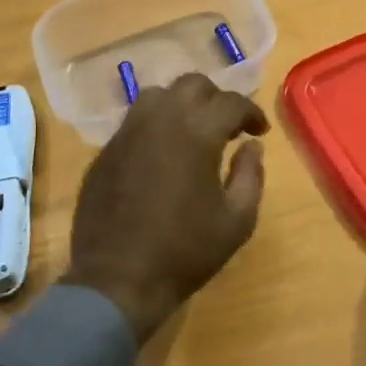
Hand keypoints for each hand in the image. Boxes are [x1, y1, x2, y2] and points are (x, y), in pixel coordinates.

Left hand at [61, 73, 268, 343]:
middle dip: (216, 99)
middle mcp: (160, 119)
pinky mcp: (106, 150)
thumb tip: (251, 147)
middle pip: (192, 85)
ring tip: (192, 133)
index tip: (259, 132)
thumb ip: (250, 175)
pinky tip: (161, 154)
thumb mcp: (237, 221)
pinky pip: (134, 121)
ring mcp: (127, 132)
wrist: (118, 281)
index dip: (251, 113)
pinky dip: (154, 125)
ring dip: (181, 105)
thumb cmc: (185, 252)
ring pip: (158, 95)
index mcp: (197, 132)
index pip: (231, 102)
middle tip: (227, 127)